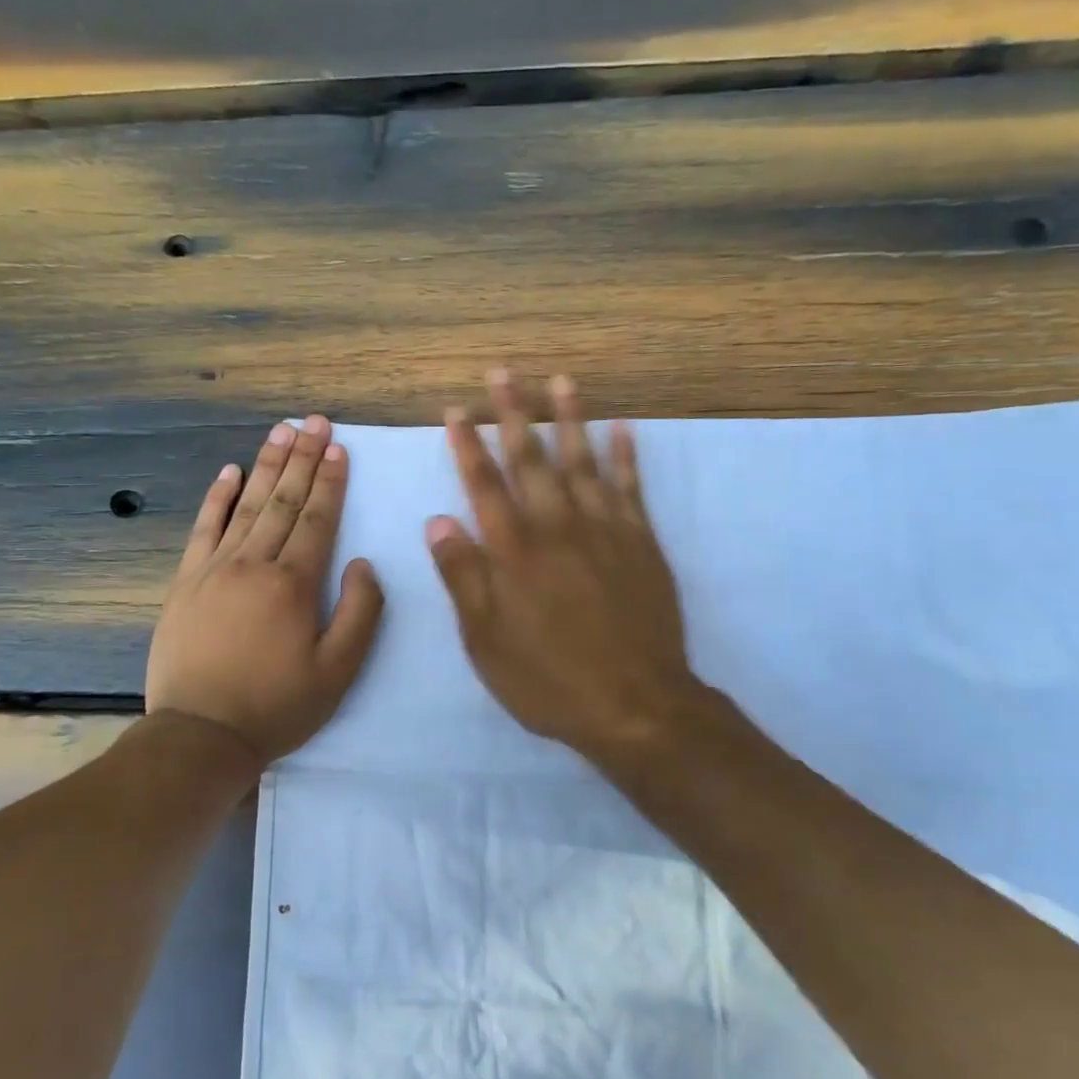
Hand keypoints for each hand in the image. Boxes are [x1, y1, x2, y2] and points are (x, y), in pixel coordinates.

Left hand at [147, 416, 384, 766]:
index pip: (318, 519)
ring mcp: (215, 568)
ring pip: (247, 505)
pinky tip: (229, 471)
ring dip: (267, 465)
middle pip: (284, 501)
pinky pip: (204, 528)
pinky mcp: (186, 581)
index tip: (339, 448)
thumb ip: (359, 612)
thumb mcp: (338, 671)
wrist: (200, 735)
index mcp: (293, 583)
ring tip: (282, 431)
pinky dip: (218, 497)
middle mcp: (254, 563)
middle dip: (303, 458)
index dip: (331, 481)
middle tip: (315, 421)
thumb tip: (363, 563)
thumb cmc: (277, 705)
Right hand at [427, 371, 704, 768]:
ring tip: (561, 381)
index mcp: (514, 551)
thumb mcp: (486, 641)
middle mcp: (557, 527)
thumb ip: (463, 576)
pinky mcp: (641, 541)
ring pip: (583, 460)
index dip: (468, 445)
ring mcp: (604, 529)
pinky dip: (627, 455)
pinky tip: (624, 427)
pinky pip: (632, 487)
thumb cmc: (548, 679)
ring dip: (571, 418)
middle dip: (513, 413)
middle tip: (503, 374)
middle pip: (531, 459)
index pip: (484, 484)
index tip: (456, 410)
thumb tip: (438, 520)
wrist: (635, 704)